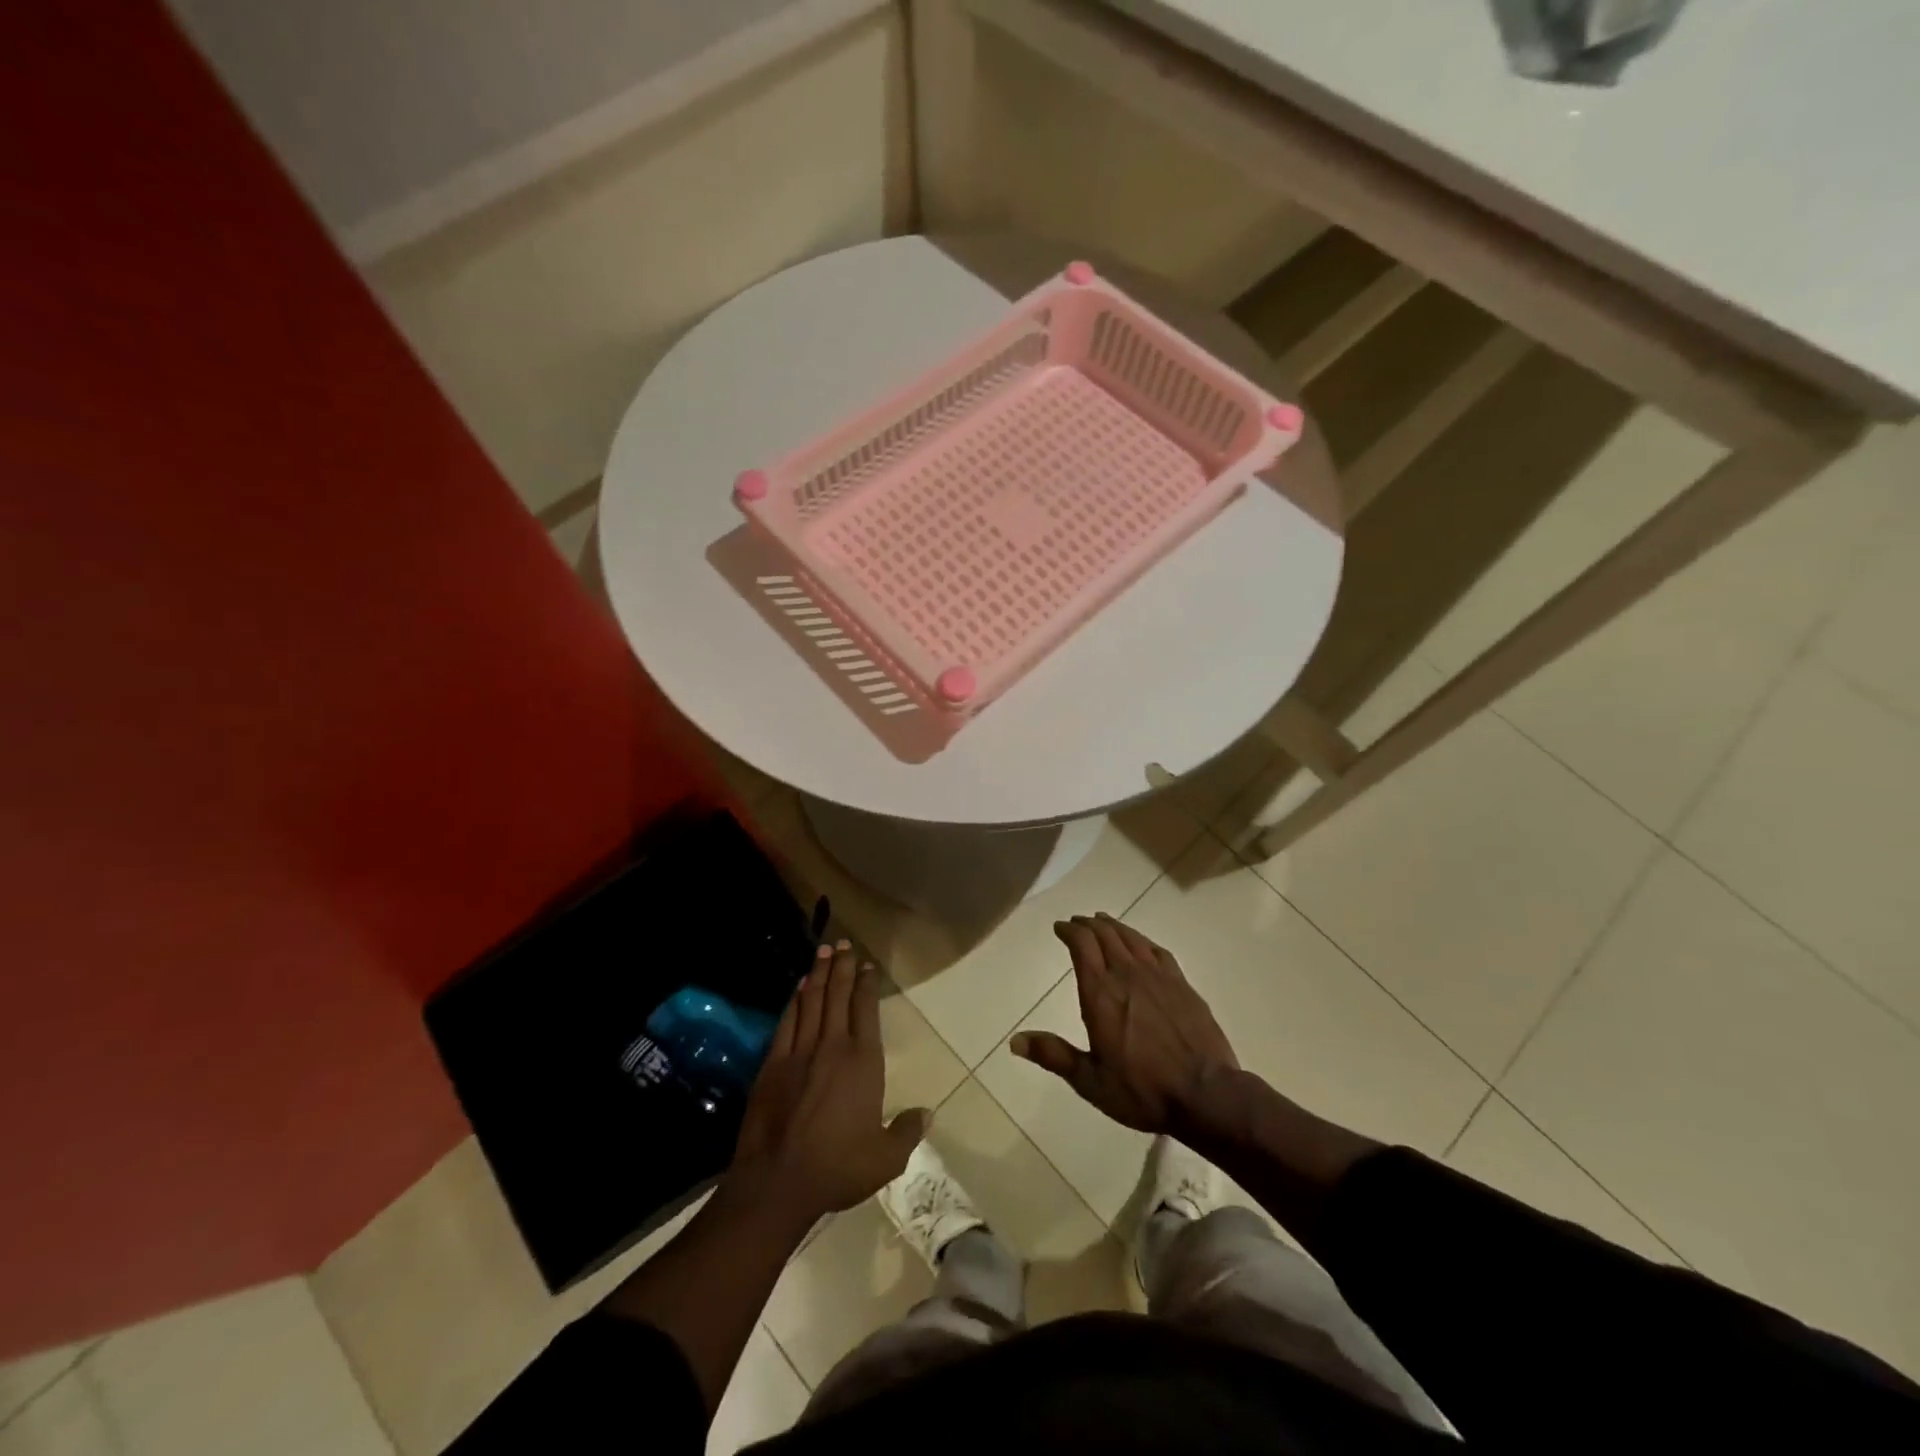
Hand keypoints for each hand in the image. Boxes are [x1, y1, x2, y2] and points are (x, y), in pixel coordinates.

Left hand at [730, 941, 927, 1219]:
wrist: (777, 1181)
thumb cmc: (837, 1168)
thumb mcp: (885, 1158)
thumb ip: (908, 1131)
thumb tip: (928, 1113)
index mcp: (863, 1061)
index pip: (866, 1009)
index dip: (867, 984)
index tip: (867, 965)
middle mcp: (833, 1046)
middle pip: (838, 994)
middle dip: (842, 966)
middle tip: (843, 943)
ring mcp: (800, 1051)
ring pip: (812, 1000)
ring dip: (818, 973)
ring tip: (823, 951)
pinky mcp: (773, 1062)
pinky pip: (787, 1020)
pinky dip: (794, 1000)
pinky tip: (798, 987)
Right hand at [1011, 913, 1237, 1134]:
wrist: (1206, 1094)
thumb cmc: (1142, 1090)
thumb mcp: (1090, 1081)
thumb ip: (1054, 1055)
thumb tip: (1014, 1041)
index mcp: (1100, 993)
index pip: (1082, 945)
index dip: (1069, 931)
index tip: (1060, 927)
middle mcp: (1127, 974)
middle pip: (1105, 935)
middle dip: (1087, 925)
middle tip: (1077, 923)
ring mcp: (1158, 976)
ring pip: (1131, 938)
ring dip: (1114, 926)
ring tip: (1103, 922)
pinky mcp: (1182, 984)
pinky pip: (1158, 951)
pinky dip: (1143, 940)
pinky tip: (1141, 944)